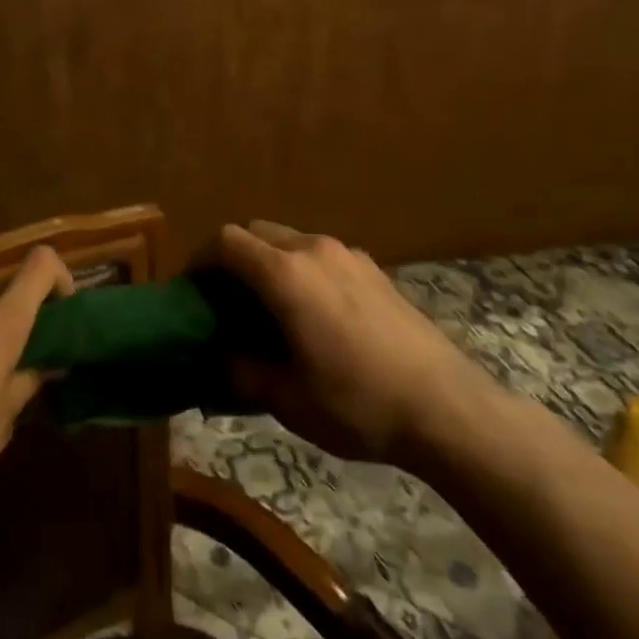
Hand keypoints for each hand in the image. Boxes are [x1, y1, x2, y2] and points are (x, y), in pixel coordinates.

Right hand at [218, 221, 493, 466]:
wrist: (447, 407)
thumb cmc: (358, 403)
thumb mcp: (288, 400)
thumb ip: (242, 369)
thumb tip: (220, 353)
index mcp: (285, 274)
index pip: (226, 241)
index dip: (200, 260)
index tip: (192, 290)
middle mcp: (313, 249)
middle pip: (256, 232)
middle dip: (233, 257)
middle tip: (226, 299)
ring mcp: (348, 254)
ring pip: (291, 240)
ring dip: (269, 262)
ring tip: (270, 307)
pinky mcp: (374, 268)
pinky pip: (321, 255)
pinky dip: (301, 269)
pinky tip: (315, 313)